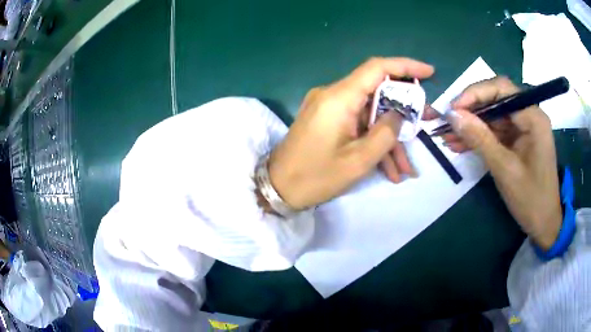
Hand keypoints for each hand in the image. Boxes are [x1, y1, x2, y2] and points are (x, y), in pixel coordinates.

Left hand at [268, 57, 433, 209]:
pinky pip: (356, 124)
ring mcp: (329, 108)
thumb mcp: (359, 160)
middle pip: (377, 94)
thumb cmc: (315, 177)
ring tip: (405, 168)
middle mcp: (333, 95)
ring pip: (369, 115)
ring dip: (388, 139)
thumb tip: (399, 114)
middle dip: (402, 115)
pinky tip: (388, 170)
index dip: (405, 66)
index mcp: (339, 98)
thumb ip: (386, 132)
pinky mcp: (326, 120)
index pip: (377, 68)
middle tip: (421, 130)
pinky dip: (372, 142)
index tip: (429, 72)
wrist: (277, 188)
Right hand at [443, 77, 561, 249]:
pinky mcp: (519, 139)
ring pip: (493, 116)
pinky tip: (460, 144)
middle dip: (470, 110)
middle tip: (446, 121)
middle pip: (495, 100)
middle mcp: (529, 115)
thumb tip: (452, 115)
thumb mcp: (504, 169)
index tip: (452, 109)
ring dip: (471, 125)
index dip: (474, 93)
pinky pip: (496, 131)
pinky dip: (479, 137)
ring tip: (447, 136)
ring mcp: (524, 127)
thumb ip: (480, 138)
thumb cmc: (530, 199)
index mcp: (533, 117)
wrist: (544, 223)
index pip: (501, 89)